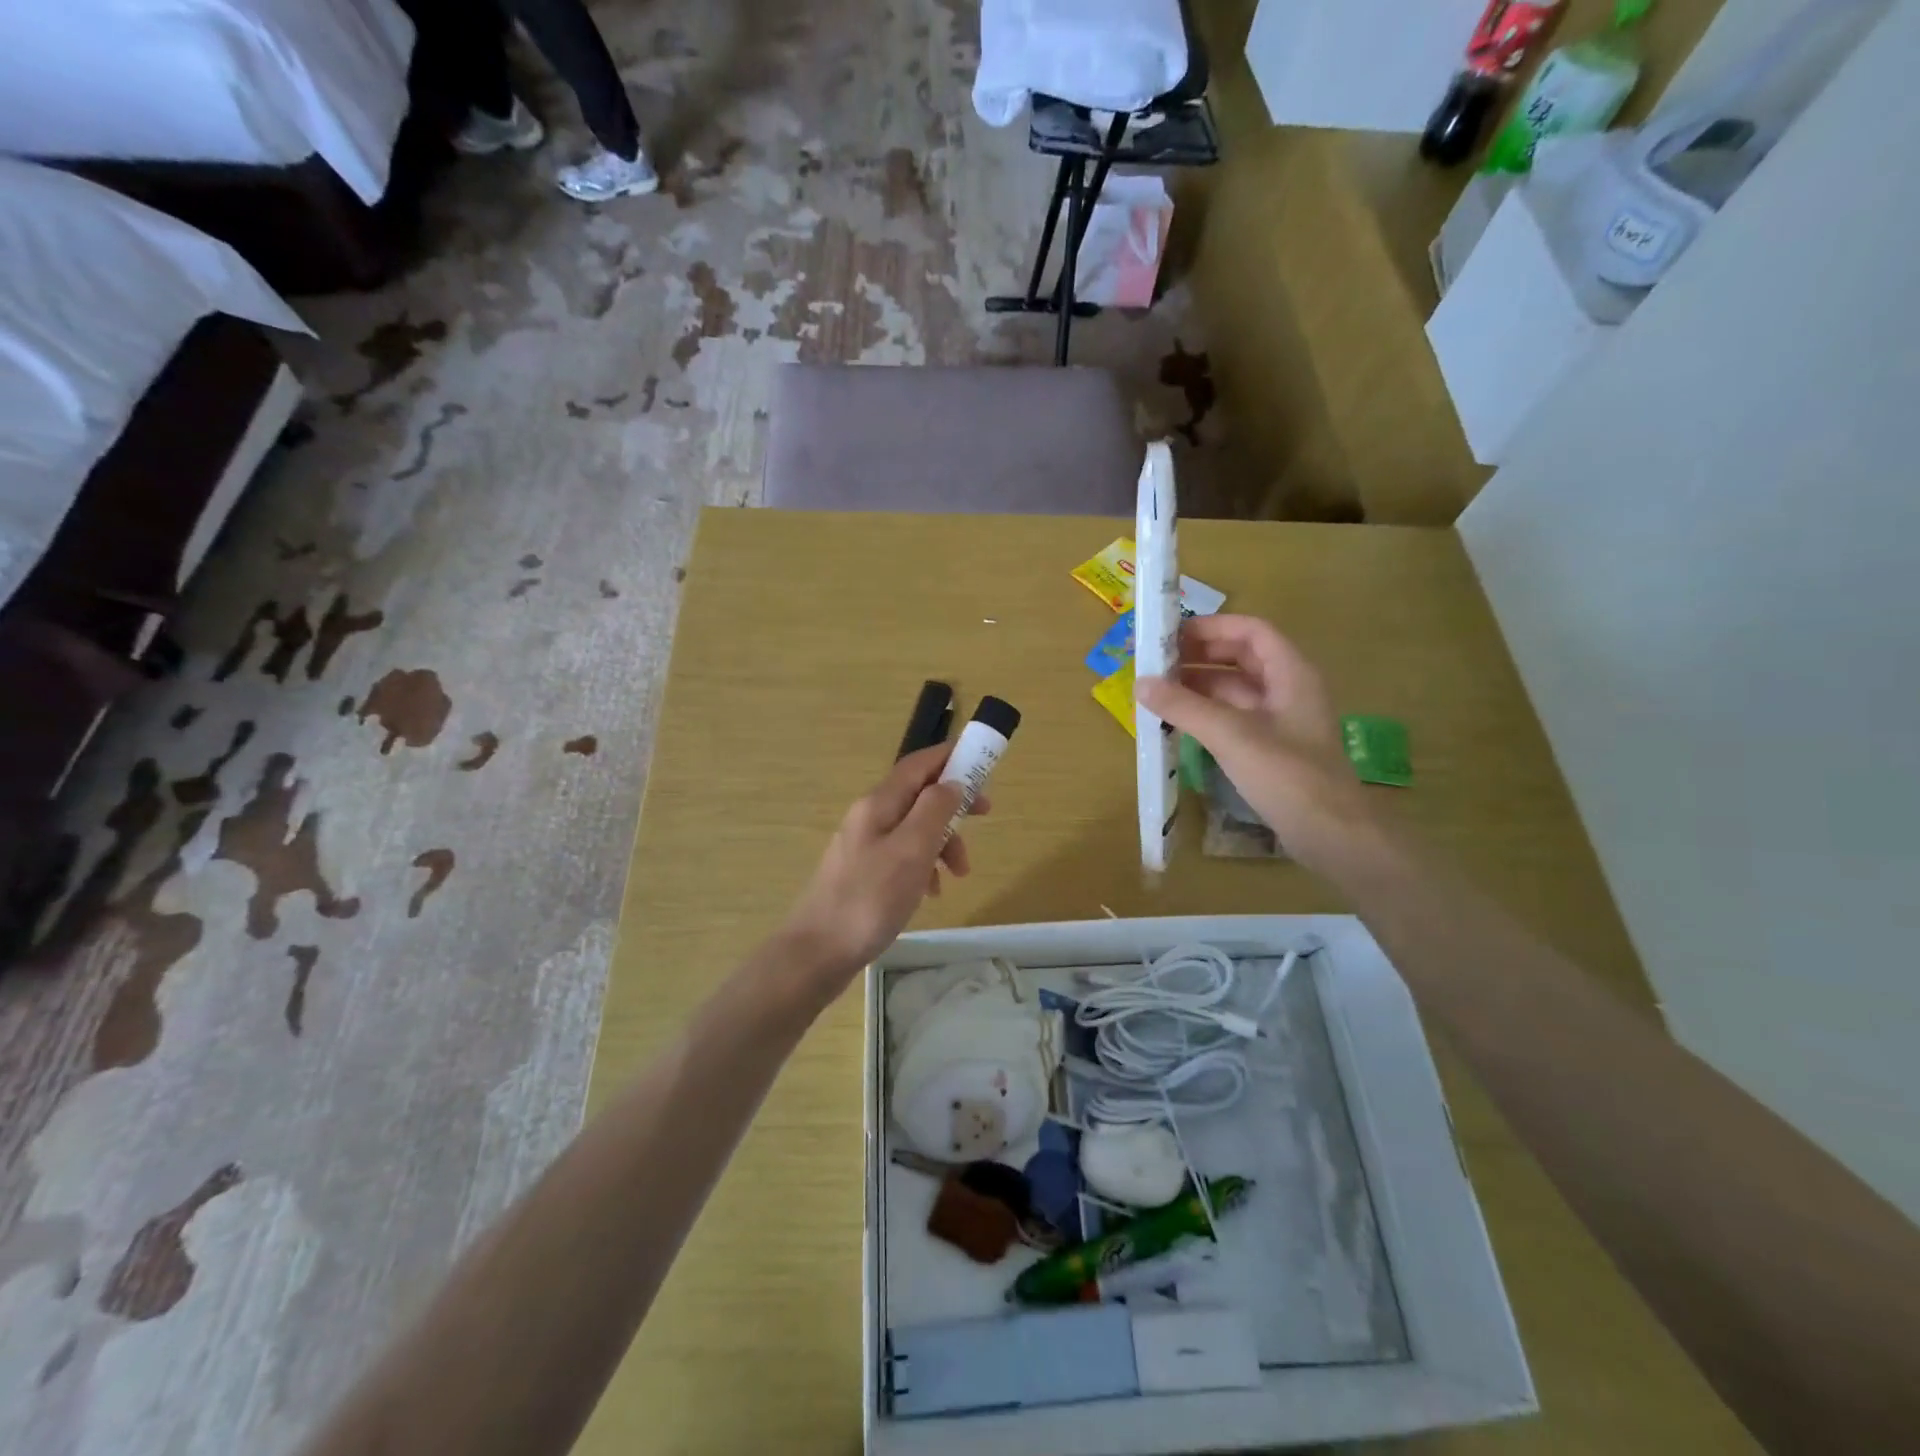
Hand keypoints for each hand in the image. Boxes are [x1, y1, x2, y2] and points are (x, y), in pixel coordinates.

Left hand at [780, 743, 985, 986]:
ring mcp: (863, 846)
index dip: (950, 758)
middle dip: (953, 806)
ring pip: (913, 829)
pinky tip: (930, 893)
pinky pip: (902, 857)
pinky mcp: (862, 874)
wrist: (817, 953)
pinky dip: (923, 866)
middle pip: (919, 796)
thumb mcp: (911, 851)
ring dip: (942, 842)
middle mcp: (868, 817)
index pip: (918, 764)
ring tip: (958, 875)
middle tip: (984, 818)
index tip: (983, 764)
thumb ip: (934, 810)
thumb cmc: (869, 899)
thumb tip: (952, 782)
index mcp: (878, 804)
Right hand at [1136, 615, 1376, 870]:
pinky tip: (1177, 722)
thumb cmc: (1288, 776)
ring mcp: (1279, 721)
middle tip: (1156, 662)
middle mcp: (1287, 690)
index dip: (1212, 627)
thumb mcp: (1232, 736)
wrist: (1332, 835)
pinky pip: (1233, 718)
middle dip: (1199, 656)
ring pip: (1234, 690)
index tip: (1171, 634)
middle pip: (1241, 658)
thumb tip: (1140, 683)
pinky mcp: (1270, 748)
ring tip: (1157, 690)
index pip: (1251, 632)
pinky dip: (1205, 714)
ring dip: (1198, 686)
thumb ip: (1185, 707)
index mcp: (1291, 674)